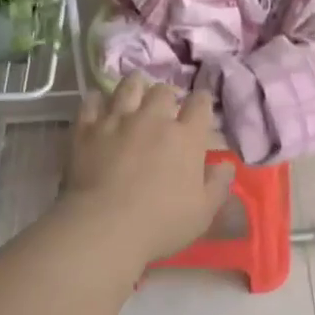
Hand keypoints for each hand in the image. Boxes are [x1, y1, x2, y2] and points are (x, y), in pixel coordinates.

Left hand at [58, 76, 232, 264]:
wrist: (104, 227)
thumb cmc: (160, 224)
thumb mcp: (203, 213)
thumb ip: (218, 185)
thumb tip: (227, 165)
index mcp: (186, 137)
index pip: (200, 104)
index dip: (202, 101)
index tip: (200, 105)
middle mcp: (153, 119)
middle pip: (163, 90)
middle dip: (166, 95)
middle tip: (164, 106)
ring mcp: (117, 120)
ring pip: (128, 86)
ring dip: (135, 86)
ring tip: (134, 92)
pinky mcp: (87, 128)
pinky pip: (92, 101)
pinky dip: (98, 100)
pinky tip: (100, 105)